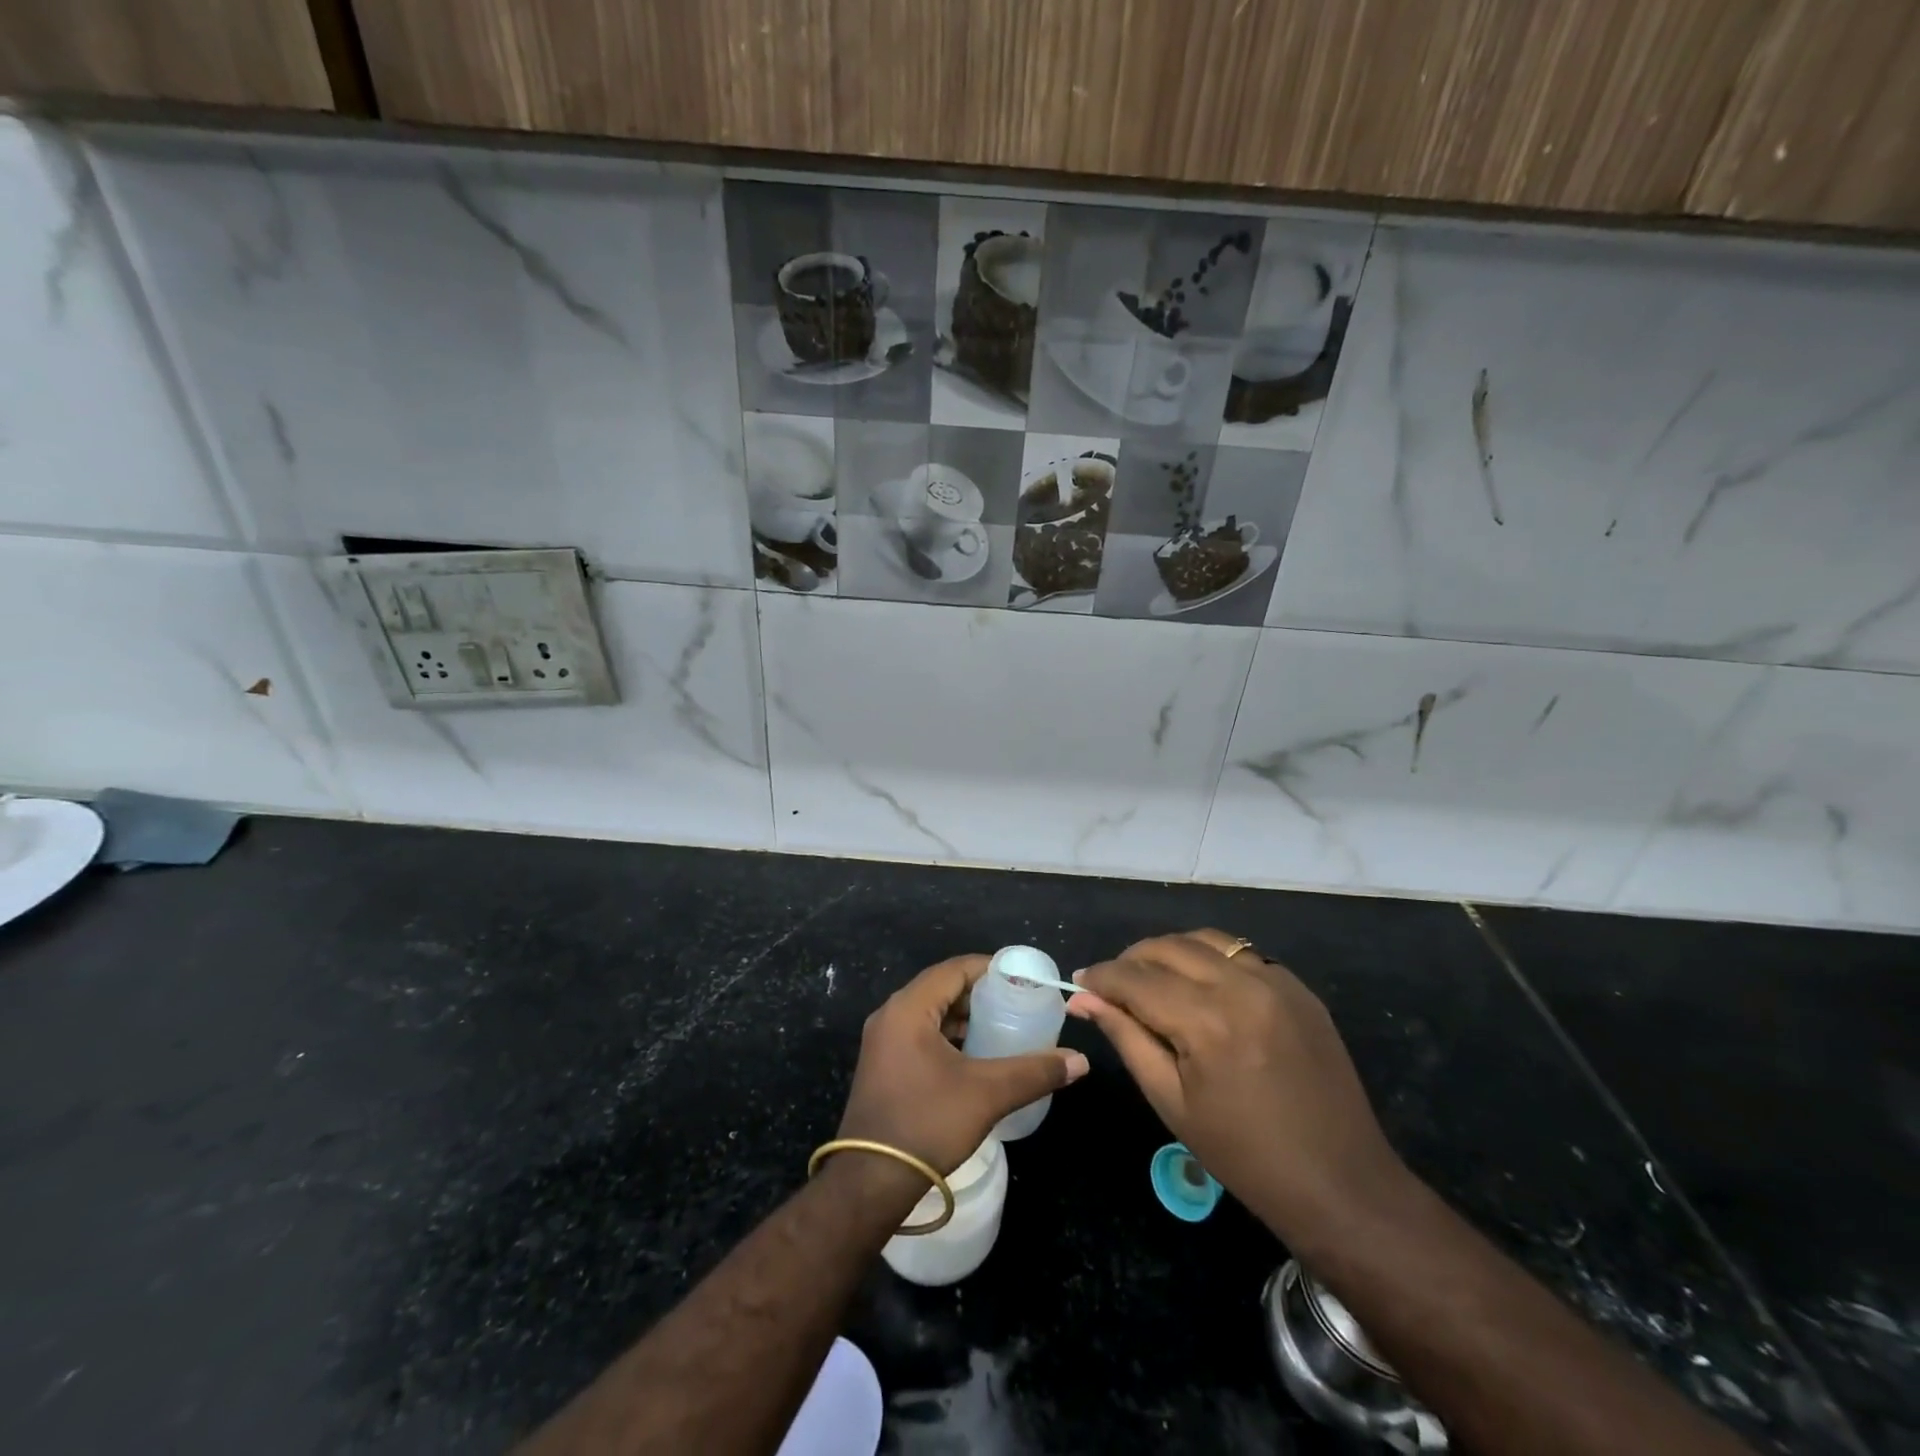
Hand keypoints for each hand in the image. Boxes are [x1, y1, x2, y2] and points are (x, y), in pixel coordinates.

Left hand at [838, 955, 1089, 1179]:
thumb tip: (1080, 1060)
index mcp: (908, 1008)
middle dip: (980, 994)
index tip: (1023, 979)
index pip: (954, 969)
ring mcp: (883, 1042)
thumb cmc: (927, 1123)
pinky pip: (921, 1034)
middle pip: (942, 988)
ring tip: (1003, 1027)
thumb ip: (1035, 1072)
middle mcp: (890, 1015)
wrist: (870, 1183)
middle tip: (1018, 1003)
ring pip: (931, 1013)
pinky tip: (976, 1056)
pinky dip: (949, 1036)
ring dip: (965, 1017)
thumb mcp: (987, 1094)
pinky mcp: (884, 1066)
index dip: (990, 969)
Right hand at [1068, 930, 1405, 1243]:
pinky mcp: (1298, 988)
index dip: (1102, 977)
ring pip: (1205, 940)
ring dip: (1170, 952)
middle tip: (1113, 985)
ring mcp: (1276, 981)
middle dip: (1131, 960)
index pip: (1136, 978)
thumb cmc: (1243, 1155)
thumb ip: (1126, 1037)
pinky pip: (1241, 954)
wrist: (1340, 1183)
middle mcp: (1242, 986)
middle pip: (1168, 947)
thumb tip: (1084, 999)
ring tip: (1153, 980)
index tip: (1080, 981)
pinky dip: (1210, 960)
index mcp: (1207, 1021)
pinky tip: (1202, 988)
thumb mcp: (1171, 1101)